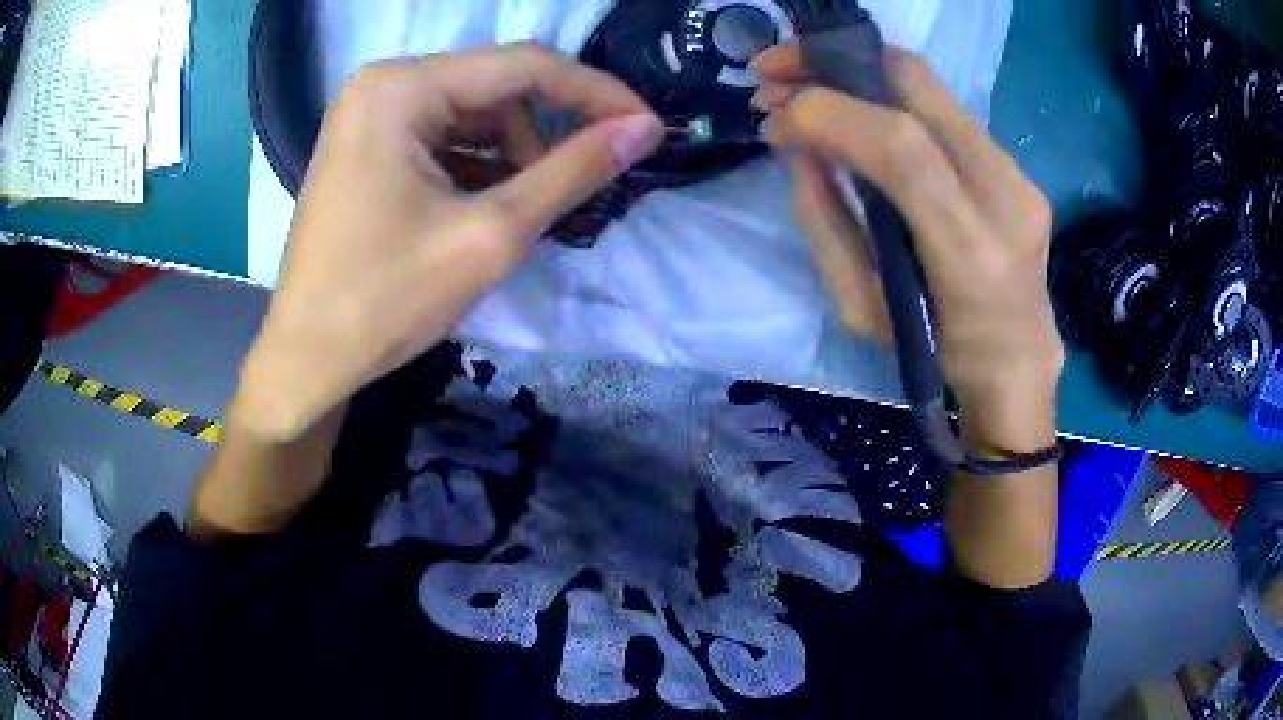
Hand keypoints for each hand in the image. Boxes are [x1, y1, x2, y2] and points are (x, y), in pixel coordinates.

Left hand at [234, 45, 663, 439]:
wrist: (306, 360)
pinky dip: (477, 166)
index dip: (595, 93)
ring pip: (472, 114)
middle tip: (577, 187)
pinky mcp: (368, 145)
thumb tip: (644, 130)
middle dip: (545, 133)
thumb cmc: (385, 300)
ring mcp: (370, 114)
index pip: (524, 65)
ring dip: (512, 155)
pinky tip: (489, 208)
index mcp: (401, 87)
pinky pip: (442, 137)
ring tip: (524, 212)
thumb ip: (573, 171)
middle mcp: (382, 84)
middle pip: (496, 87)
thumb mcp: (491, 234)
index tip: (646, 128)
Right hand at [751, 46, 1063, 452]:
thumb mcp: (861, 309)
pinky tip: (859, 117)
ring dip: (856, 74)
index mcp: (971, 254)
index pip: (901, 147)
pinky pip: (942, 111)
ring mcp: (1017, 174)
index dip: (828, 114)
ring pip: (928, 87)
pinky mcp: (1016, 165)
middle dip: (831, 61)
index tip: (773, 120)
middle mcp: (1005, 197)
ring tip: (805, 91)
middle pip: (917, 85)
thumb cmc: (935, 353)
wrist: (1016, 362)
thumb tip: (797, 149)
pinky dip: (888, 98)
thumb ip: (826, 223)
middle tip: (774, 73)